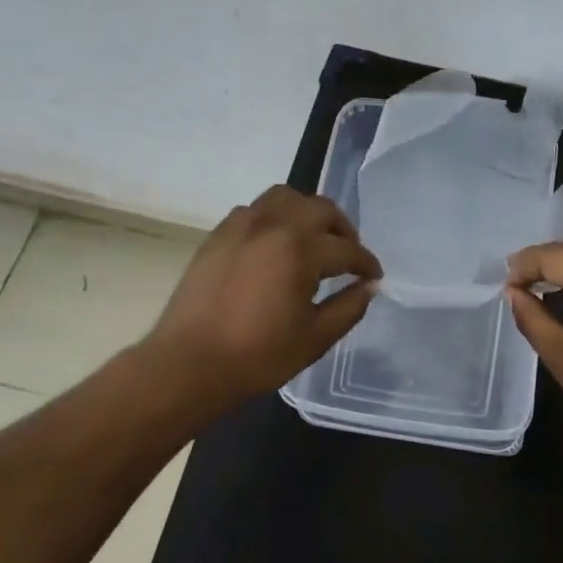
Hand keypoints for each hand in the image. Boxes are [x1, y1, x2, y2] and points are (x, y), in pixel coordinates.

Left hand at [143, 186, 380, 409]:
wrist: (188, 365)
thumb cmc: (258, 356)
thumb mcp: (315, 338)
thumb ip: (349, 307)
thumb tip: (369, 287)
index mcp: (299, 249)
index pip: (346, 248)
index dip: (365, 263)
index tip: (374, 276)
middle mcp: (272, 225)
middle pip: (320, 209)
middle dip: (342, 230)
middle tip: (348, 256)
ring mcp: (241, 226)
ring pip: (285, 197)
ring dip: (308, 213)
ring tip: (313, 240)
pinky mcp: (218, 235)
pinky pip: (255, 210)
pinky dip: (275, 218)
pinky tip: (276, 246)